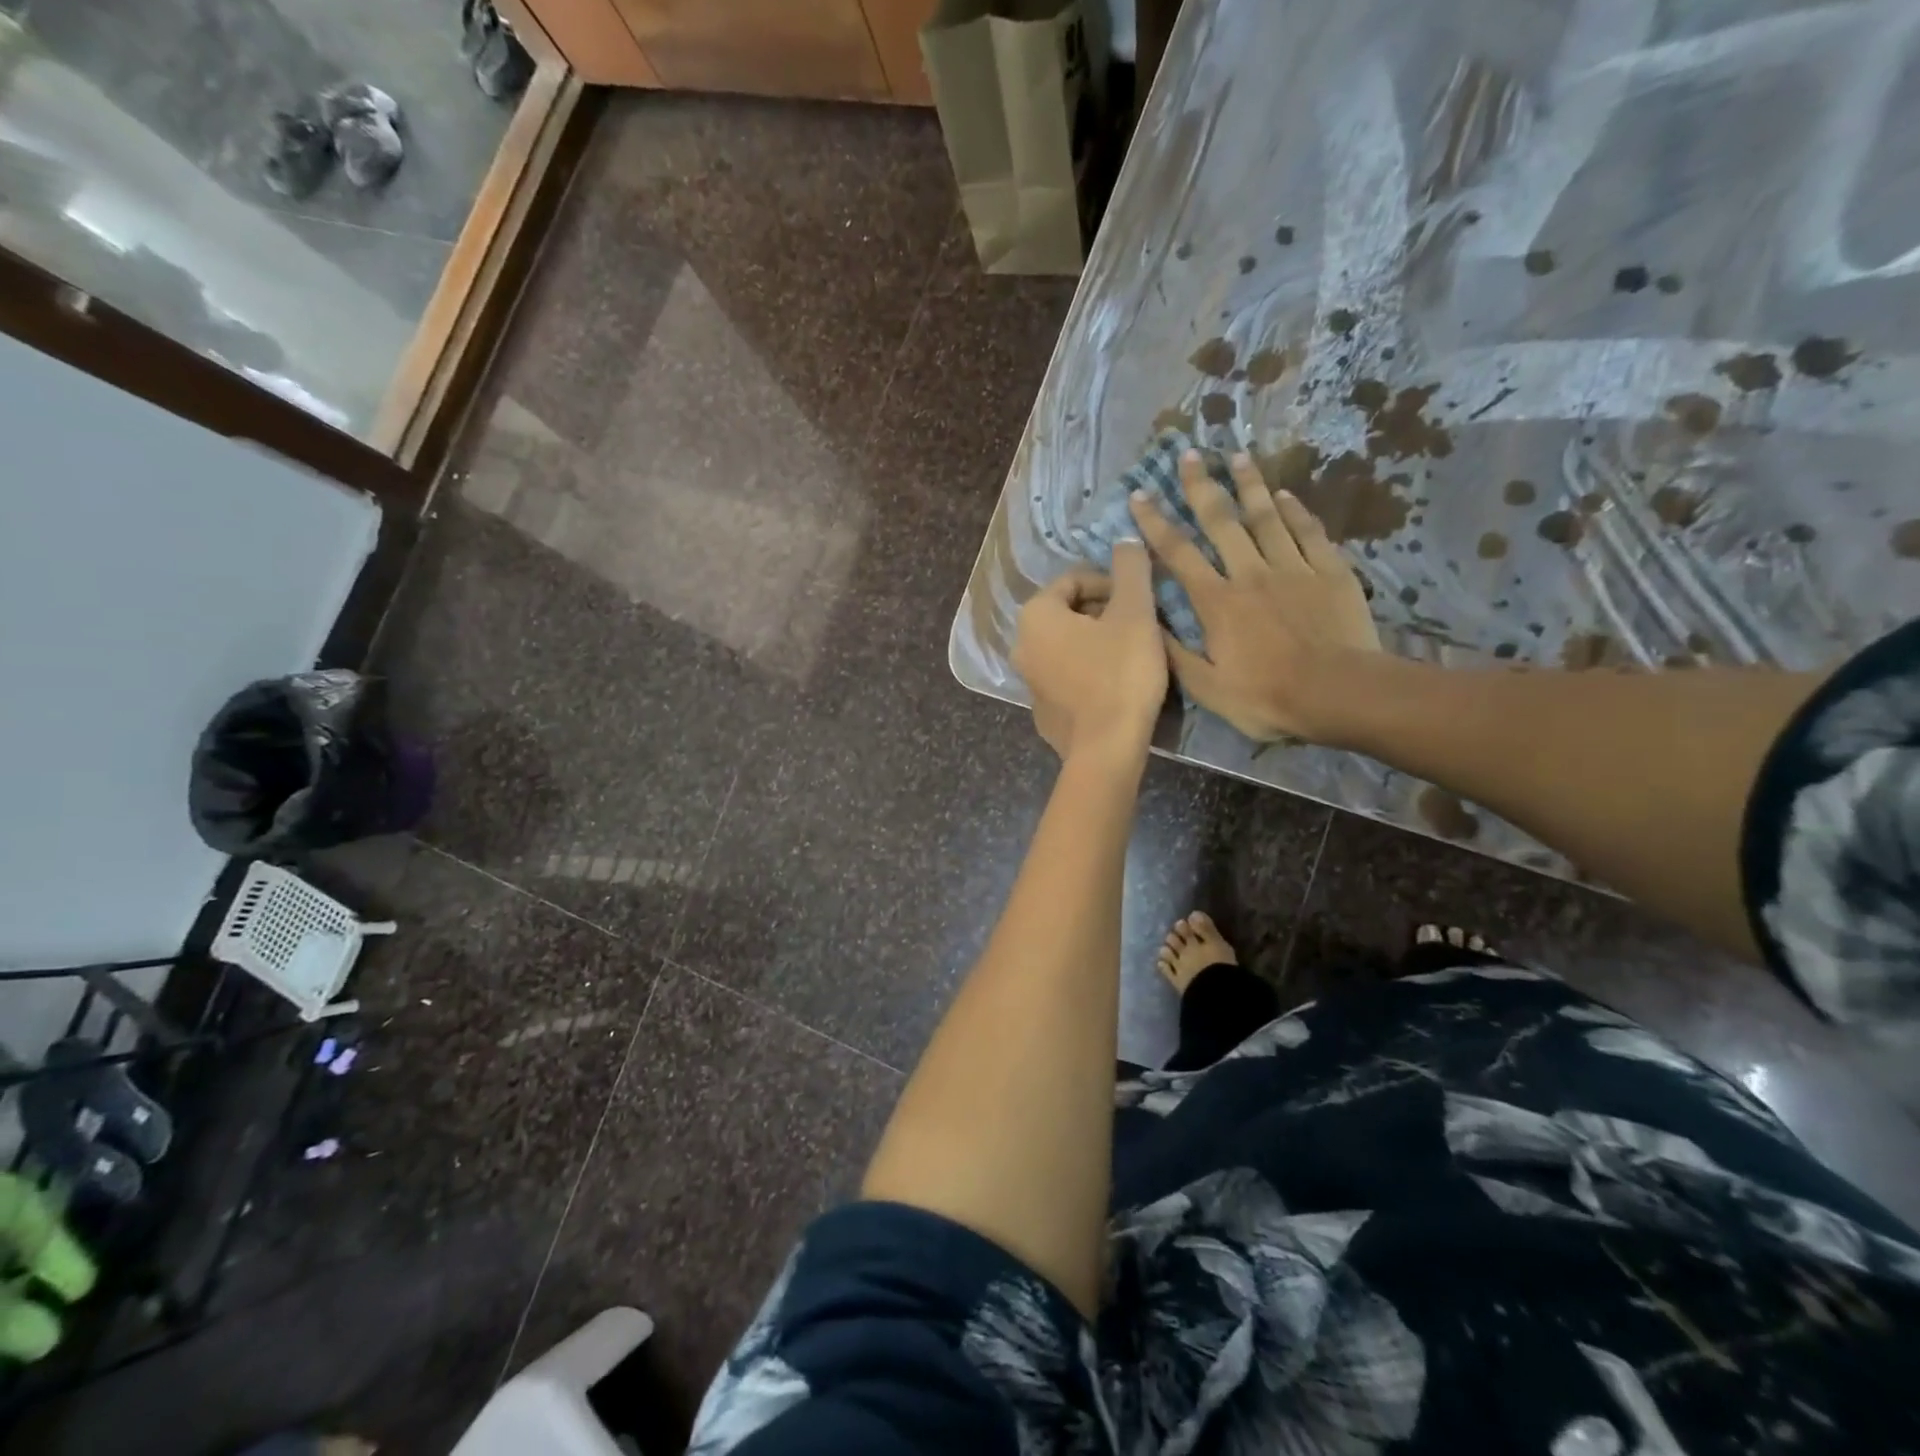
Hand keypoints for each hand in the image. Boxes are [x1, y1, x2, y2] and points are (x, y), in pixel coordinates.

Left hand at [1013, 542, 1167, 762]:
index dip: (1111, 583)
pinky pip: (1068, 677)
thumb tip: (1126, 539)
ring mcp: (1029, 682)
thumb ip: (1130, 569)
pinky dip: (1089, 672)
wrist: (1106, 748)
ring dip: (1099, 642)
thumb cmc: (1120, 672)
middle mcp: (1022, 645)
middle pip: (1069, 613)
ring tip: (1134, 653)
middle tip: (1140, 625)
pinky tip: (1117, 685)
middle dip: (1104, 612)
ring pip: (1068, 646)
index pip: (1074, 581)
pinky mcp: (1043, 711)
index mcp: (1035, 616)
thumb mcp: (1134, 612)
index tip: (1140, 598)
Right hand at [1129, 450, 1380, 743]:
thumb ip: (1174, 653)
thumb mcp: (1207, 687)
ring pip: (1266, 517)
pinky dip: (1296, 511)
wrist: (1338, 694)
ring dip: (1250, 485)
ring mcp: (1293, 568)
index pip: (1178, 554)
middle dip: (1201, 486)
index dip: (1155, 523)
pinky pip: (1309, 533)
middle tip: (1189, 454)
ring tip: (1237, 456)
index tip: (1140, 495)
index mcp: (1216, 602)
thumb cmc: (1266, 697)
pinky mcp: (1329, 572)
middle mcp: (1250, 573)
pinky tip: (1285, 495)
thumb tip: (1146, 622)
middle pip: (1221, 521)